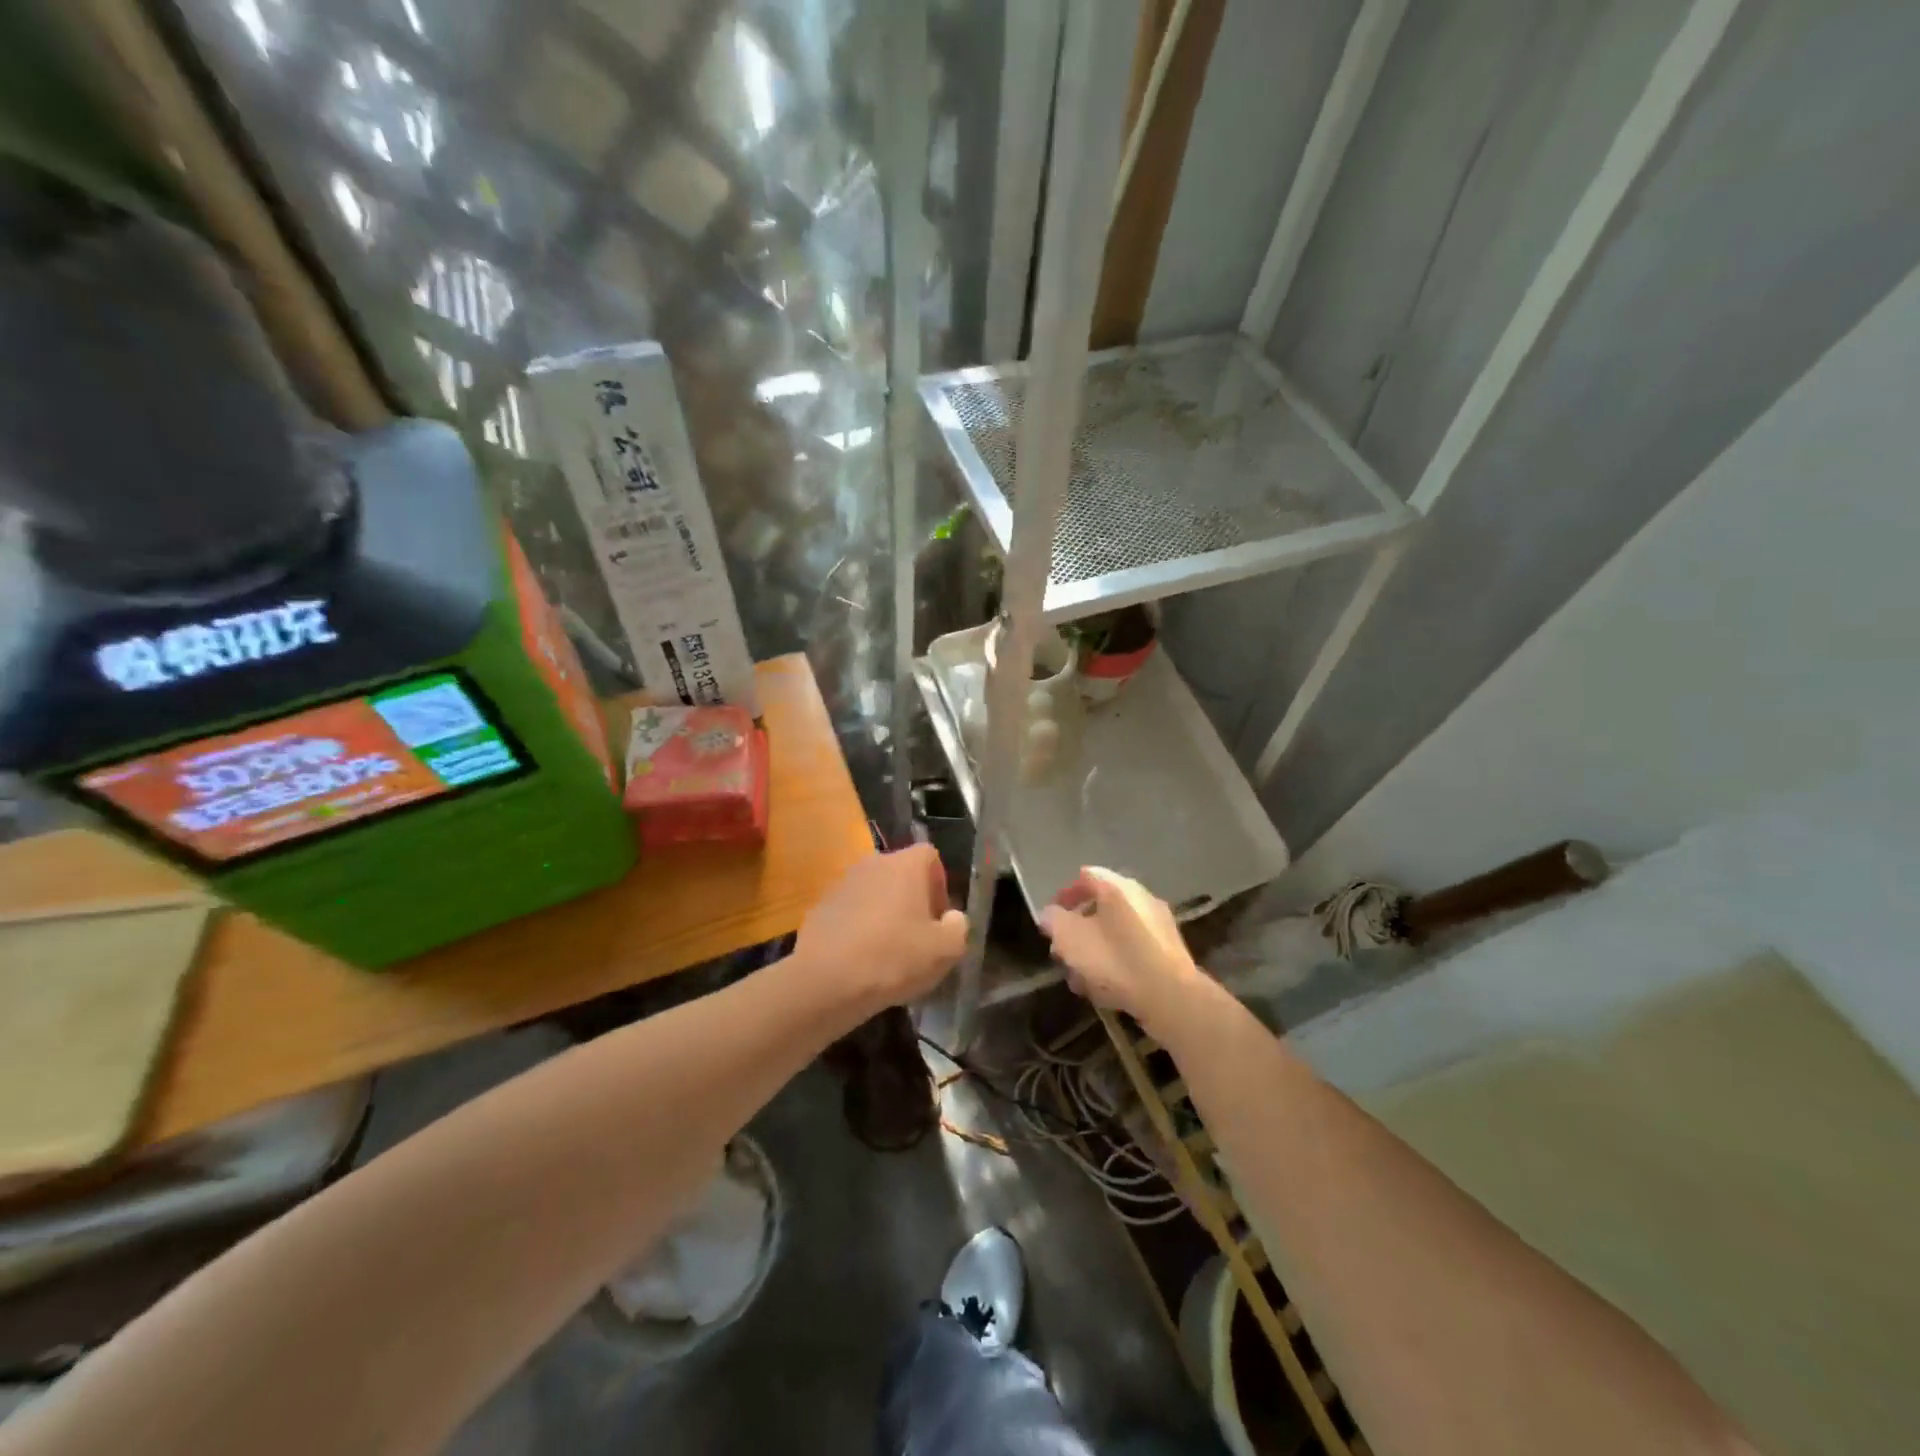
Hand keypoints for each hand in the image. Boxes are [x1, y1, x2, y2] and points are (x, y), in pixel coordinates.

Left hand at [796, 844, 967, 1012]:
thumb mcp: (946, 950)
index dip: (940, 885)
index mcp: (905, 865)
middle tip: (917, 938)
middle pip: (901, 875)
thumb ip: (958, 927)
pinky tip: (860, 960)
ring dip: (884, 915)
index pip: (930, 856)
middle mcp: (873, 863)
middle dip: (912, 901)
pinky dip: (859, 928)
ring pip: (874, 894)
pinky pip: (850, 912)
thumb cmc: (894, 957)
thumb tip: (951, 918)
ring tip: (888, 954)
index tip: (939, 919)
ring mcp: (842, 883)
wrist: (825, 980)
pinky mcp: (820, 907)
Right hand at [1038, 867, 1202, 1032]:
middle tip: (1063, 949)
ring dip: (1095, 949)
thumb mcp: (1070, 937)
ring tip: (1079, 976)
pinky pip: (1133, 950)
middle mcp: (1141, 897)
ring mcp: (1158, 924)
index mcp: (1117, 887)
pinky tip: (1105, 988)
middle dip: (1078, 928)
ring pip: (1116, 931)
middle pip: (1101, 906)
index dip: (1065, 894)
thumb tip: (1051, 915)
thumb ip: (1054, 920)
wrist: (1171, 996)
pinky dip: (1116, 962)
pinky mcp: (1168, 952)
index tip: (1052, 917)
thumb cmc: (1115, 959)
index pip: (1086, 876)